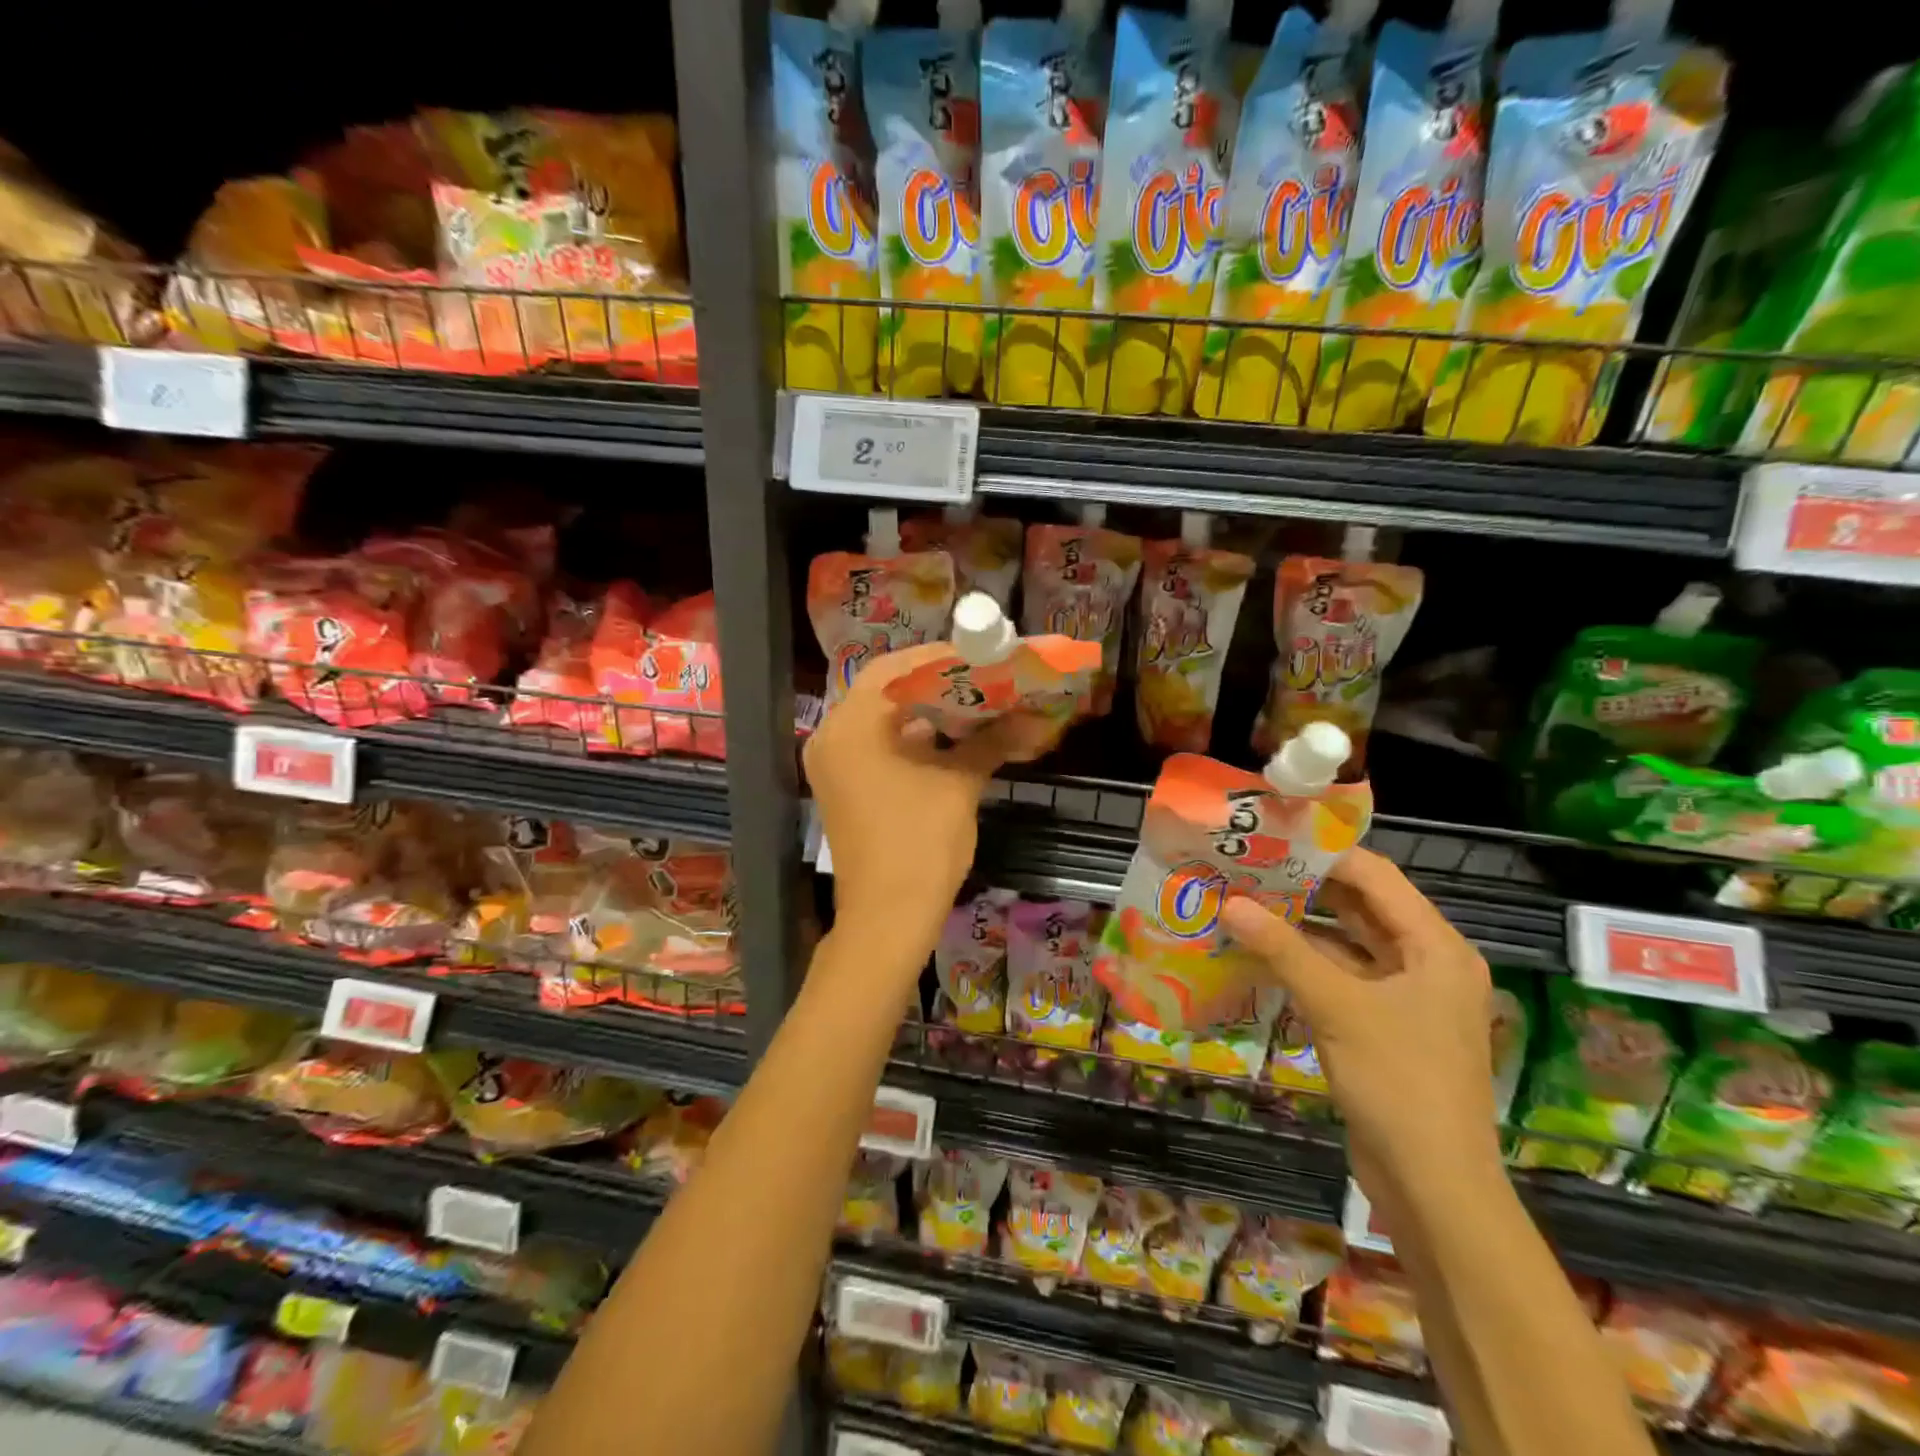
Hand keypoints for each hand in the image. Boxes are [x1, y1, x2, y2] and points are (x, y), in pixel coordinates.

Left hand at [804, 643, 1051, 964]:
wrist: (888, 919)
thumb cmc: (921, 844)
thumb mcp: (959, 785)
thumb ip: (992, 741)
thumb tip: (1034, 718)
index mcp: (852, 726)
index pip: (892, 668)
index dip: (938, 658)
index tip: (978, 656)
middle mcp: (832, 737)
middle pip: (885, 691)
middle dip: (936, 684)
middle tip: (980, 677)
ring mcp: (834, 765)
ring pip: (882, 721)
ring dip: (926, 712)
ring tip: (974, 703)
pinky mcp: (844, 788)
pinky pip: (877, 747)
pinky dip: (912, 739)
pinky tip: (952, 739)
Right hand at [1222, 849, 1499, 1180]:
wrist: (1434, 1186)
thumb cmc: (1398, 1082)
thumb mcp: (1338, 1007)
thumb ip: (1283, 950)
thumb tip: (1229, 903)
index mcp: (1436, 947)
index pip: (1377, 877)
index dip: (1324, 855)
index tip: (1269, 840)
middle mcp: (1427, 963)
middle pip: (1362, 908)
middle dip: (1306, 888)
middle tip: (1248, 868)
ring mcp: (1406, 997)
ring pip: (1348, 944)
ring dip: (1301, 926)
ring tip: (1245, 901)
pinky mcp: (1384, 1026)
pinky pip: (1342, 978)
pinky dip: (1305, 963)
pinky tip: (1260, 952)